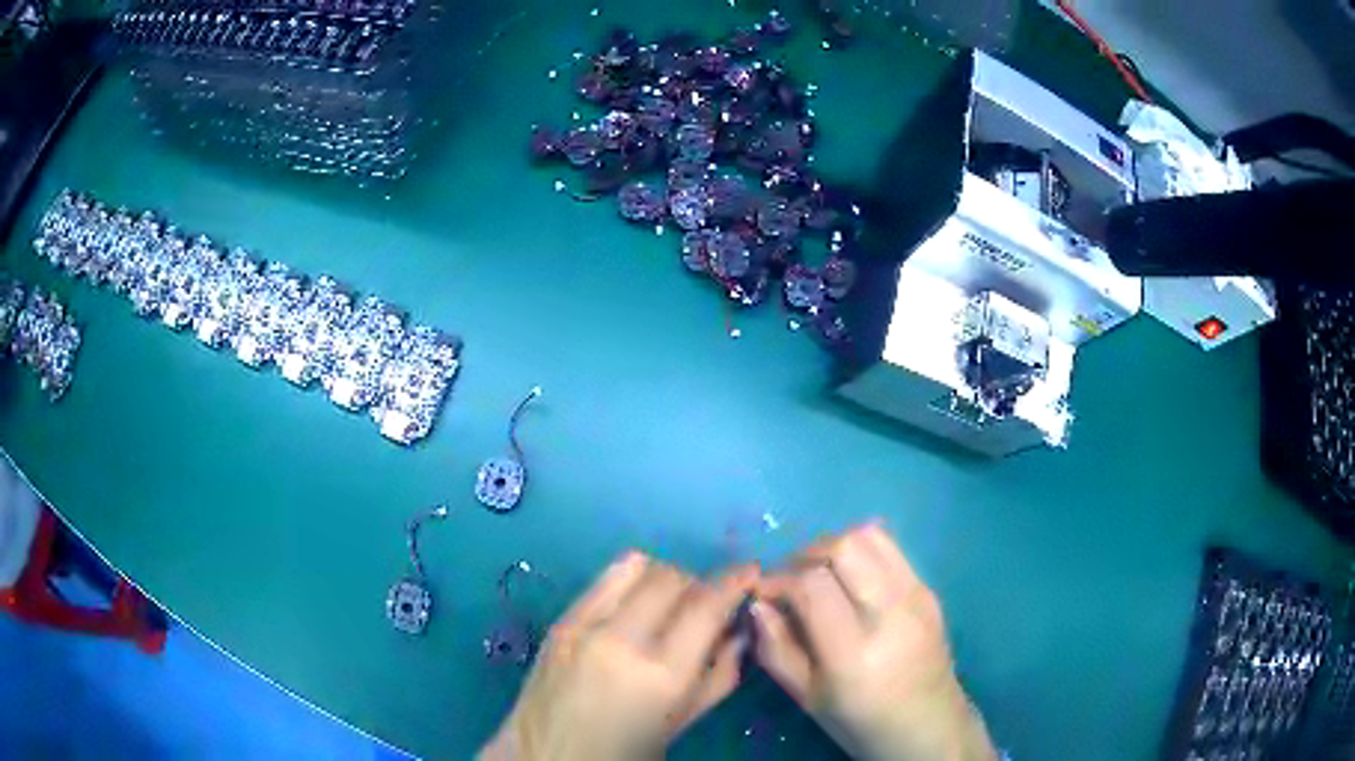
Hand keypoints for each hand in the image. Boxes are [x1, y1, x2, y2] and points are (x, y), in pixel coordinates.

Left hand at [481, 552, 756, 760]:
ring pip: (639, 567)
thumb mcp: (683, 721)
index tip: (751, 573)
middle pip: (674, 578)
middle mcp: (623, 640)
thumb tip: (738, 631)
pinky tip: (633, 606)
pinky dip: (630, 581)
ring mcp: (585, 626)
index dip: (735, 582)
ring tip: (668, 604)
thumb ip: (720, 674)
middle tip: (705, 606)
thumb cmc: (625, 751)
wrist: (548, 756)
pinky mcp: (560, 621)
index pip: (707, 606)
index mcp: (662, 676)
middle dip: (699, 584)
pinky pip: (604, 578)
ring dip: (665, 578)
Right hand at [752, 524, 995, 760]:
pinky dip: (859, 552)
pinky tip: (848, 579)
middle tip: (789, 580)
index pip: (812, 585)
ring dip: (833, 546)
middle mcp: (892, 615)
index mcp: (855, 653)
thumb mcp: (806, 698)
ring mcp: (917, 597)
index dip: (779, 580)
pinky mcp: (929, 590)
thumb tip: (757, 603)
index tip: (763, 593)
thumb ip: (776, 649)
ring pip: (870, 536)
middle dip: (804, 555)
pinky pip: (890, 549)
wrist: (928, 725)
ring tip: (817, 574)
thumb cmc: (860, 721)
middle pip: (844, 547)